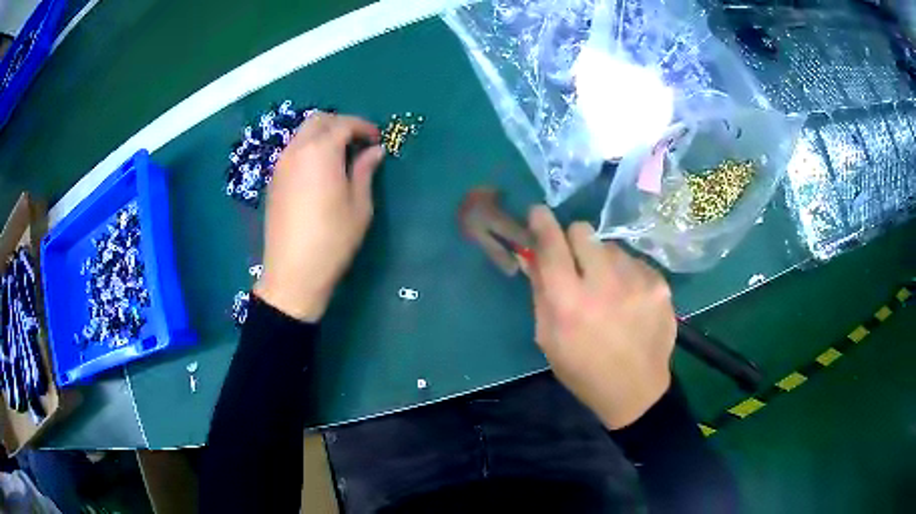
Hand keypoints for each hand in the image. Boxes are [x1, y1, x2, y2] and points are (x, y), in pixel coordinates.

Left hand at [254, 112, 383, 321]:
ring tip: (341, 155)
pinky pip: (293, 151)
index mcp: (321, 152)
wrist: (293, 272)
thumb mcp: (359, 205)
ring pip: (302, 134)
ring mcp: (281, 165)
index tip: (377, 139)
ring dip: (323, 135)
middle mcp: (297, 150)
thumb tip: (375, 151)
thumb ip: (365, 171)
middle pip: (319, 121)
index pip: (344, 124)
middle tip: (358, 142)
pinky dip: (309, 149)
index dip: (363, 127)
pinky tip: (320, 170)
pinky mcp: (273, 180)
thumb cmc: (332, 239)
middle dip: (341, 124)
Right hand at [526, 206, 675, 429]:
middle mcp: (605, 285)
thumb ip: (540, 291)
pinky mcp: (660, 284)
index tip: (538, 212)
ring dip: (603, 261)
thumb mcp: (548, 338)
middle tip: (577, 262)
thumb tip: (531, 254)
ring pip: (611, 246)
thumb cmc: (583, 370)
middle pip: (583, 231)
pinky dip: (626, 274)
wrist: (636, 391)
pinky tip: (629, 300)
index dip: (542, 224)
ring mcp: (638, 282)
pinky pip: (634, 262)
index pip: (552, 246)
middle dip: (574, 240)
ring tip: (609, 291)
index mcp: (569, 304)